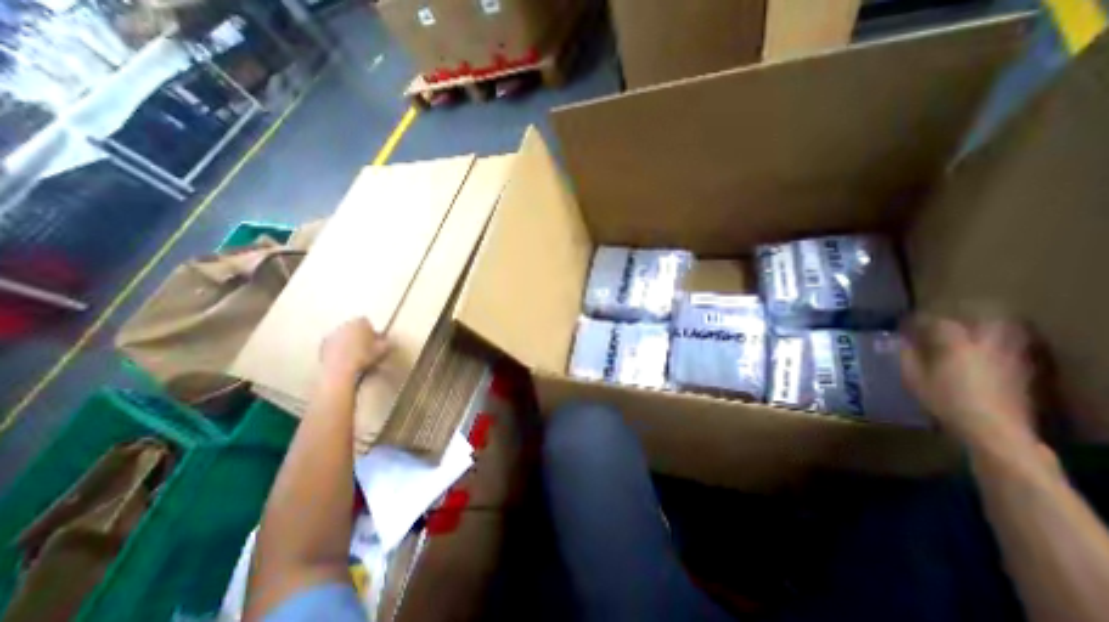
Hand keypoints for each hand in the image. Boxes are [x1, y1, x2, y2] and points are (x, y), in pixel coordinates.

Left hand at [322, 320, 388, 379]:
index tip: (376, 341)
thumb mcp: (383, 349)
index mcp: (359, 322)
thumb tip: (388, 341)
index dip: (372, 331)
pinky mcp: (322, 347)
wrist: (340, 369)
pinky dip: (340, 351)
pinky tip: (347, 361)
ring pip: (344, 337)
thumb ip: (387, 342)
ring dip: (349, 343)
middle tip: (367, 348)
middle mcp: (344, 324)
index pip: (367, 322)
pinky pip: (335, 346)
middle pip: (353, 328)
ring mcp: (331, 335)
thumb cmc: (364, 356)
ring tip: (357, 356)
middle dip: (359, 336)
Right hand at [899, 318, 1039, 449]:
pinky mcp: (1021, 371)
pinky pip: (1011, 348)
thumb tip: (901, 341)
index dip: (921, 320)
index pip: (939, 323)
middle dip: (962, 318)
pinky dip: (997, 344)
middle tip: (943, 323)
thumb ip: (907, 356)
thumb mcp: (914, 379)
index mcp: (956, 346)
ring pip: (1004, 332)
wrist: (994, 429)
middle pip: (981, 320)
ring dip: (984, 328)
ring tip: (966, 334)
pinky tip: (984, 353)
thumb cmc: (944, 401)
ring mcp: (1008, 358)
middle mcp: (986, 346)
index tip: (907, 323)